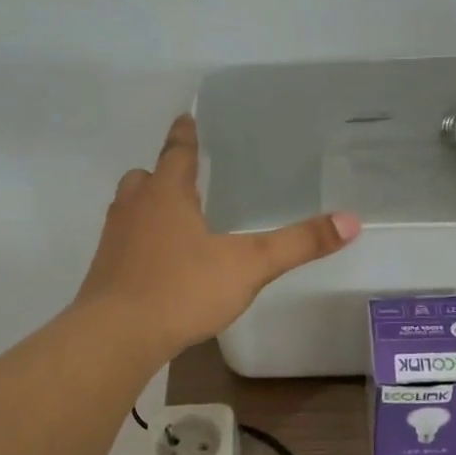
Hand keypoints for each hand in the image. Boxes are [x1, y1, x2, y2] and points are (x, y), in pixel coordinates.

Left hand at [77, 115, 360, 356]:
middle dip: (162, 174)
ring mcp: (114, 240)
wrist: (116, 336)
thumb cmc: (182, 289)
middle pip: (144, 178)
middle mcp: (135, 208)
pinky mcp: (105, 272)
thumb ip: (298, 243)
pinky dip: (140, 242)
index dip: (184, 135)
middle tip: (184, 179)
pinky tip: (160, 264)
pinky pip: (123, 243)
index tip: (185, 118)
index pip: (177, 153)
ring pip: (128, 209)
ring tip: (174, 220)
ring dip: (148, 207)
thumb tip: (351, 221)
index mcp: (167, 194)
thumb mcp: (249, 265)